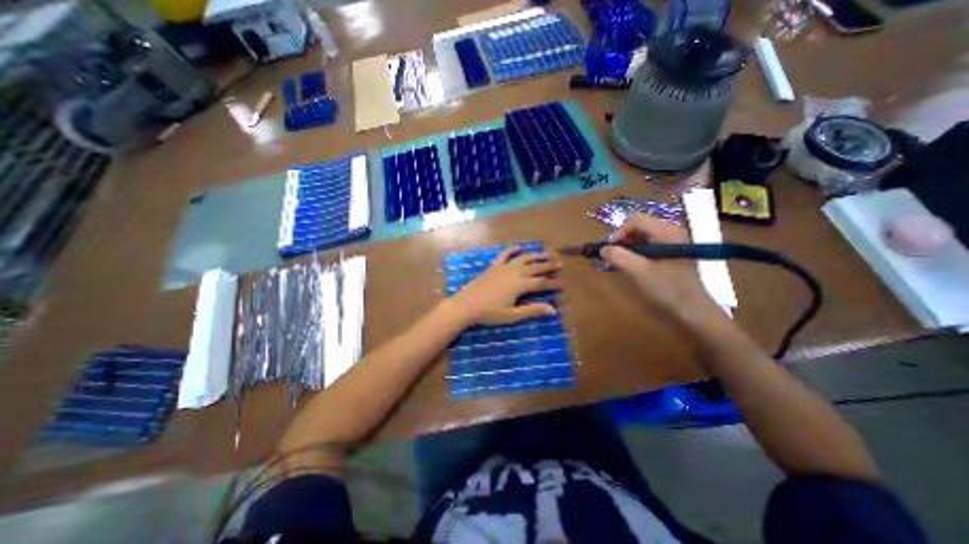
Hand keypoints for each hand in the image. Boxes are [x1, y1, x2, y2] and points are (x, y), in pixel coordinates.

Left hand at [450, 245, 565, 325]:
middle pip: (535, 267)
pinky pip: (504, 255)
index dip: (552, 283)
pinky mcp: (494, 266)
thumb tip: (552, 310)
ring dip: (535, 255)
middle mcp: (515, 273)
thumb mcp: (512, 315)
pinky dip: (512, 250)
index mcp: (520, 285)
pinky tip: (518, 247)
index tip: (562, 284)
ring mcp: (504, 267)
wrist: (466, 305)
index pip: (541, 283)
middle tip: (559, 264)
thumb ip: (532, 310)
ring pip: (523, 258)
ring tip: (546, 254)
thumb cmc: (490, 313)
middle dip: (548, 266)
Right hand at [604, 214, 713, 317]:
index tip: (608, 250)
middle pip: (638, 226)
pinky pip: (647, 245)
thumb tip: (602, 249)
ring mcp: (672, 242)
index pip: (635, 220)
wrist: (693, 311)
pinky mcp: (670, 253)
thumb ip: (619, 257)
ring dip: (626, 246)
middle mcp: (670, 232)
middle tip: (611, 256)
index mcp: (667, 232)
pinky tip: (630, 264)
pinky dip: (635, 252)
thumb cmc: (667, 290)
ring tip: (618, 261)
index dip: (618, 232)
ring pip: (641, 236)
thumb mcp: (640, 272)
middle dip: (621, 239)